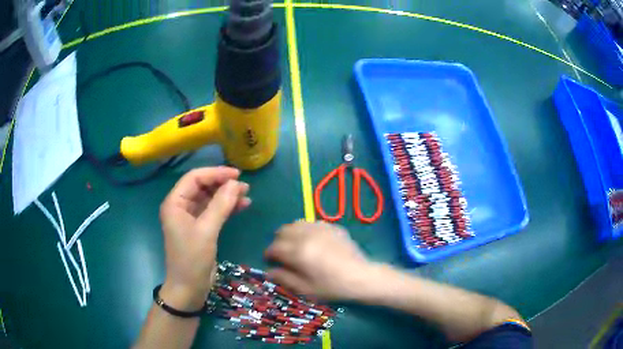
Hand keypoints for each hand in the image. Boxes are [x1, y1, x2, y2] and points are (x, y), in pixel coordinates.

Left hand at [159, 167, 250, 308]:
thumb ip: (220, 205)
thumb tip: (235, 183)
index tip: (236, 174)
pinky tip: (242, 206)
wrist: (189, 289)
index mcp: (175, 203)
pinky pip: (214, 212)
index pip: (194, 178)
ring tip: (246, 194)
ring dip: (227, 196)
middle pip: (202, 186)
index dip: (215, 173)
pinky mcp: (200, 228)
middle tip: (244, 185)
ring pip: (210, 199)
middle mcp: (181, 206)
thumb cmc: (192, 260)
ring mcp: (191, 218)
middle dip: (222, 184)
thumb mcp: (206, 231)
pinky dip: (227, 208)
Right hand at [264, 221, 372, 300]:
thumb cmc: (332, 287)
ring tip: (295, 245)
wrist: (361, 278)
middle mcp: (307, 235)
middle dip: (278, 242)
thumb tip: (269, 271)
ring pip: (296, 223)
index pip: (274, 247)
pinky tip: (312, 241)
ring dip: (291, 233)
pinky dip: (306, 230)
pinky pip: (312, 223)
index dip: (269, 254)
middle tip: (283, 254)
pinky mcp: (333, 226)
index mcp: (298, 252)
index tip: (270, 260)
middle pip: (283, 231)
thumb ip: (284, 278)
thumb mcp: (305, 289)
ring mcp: (321, 228)